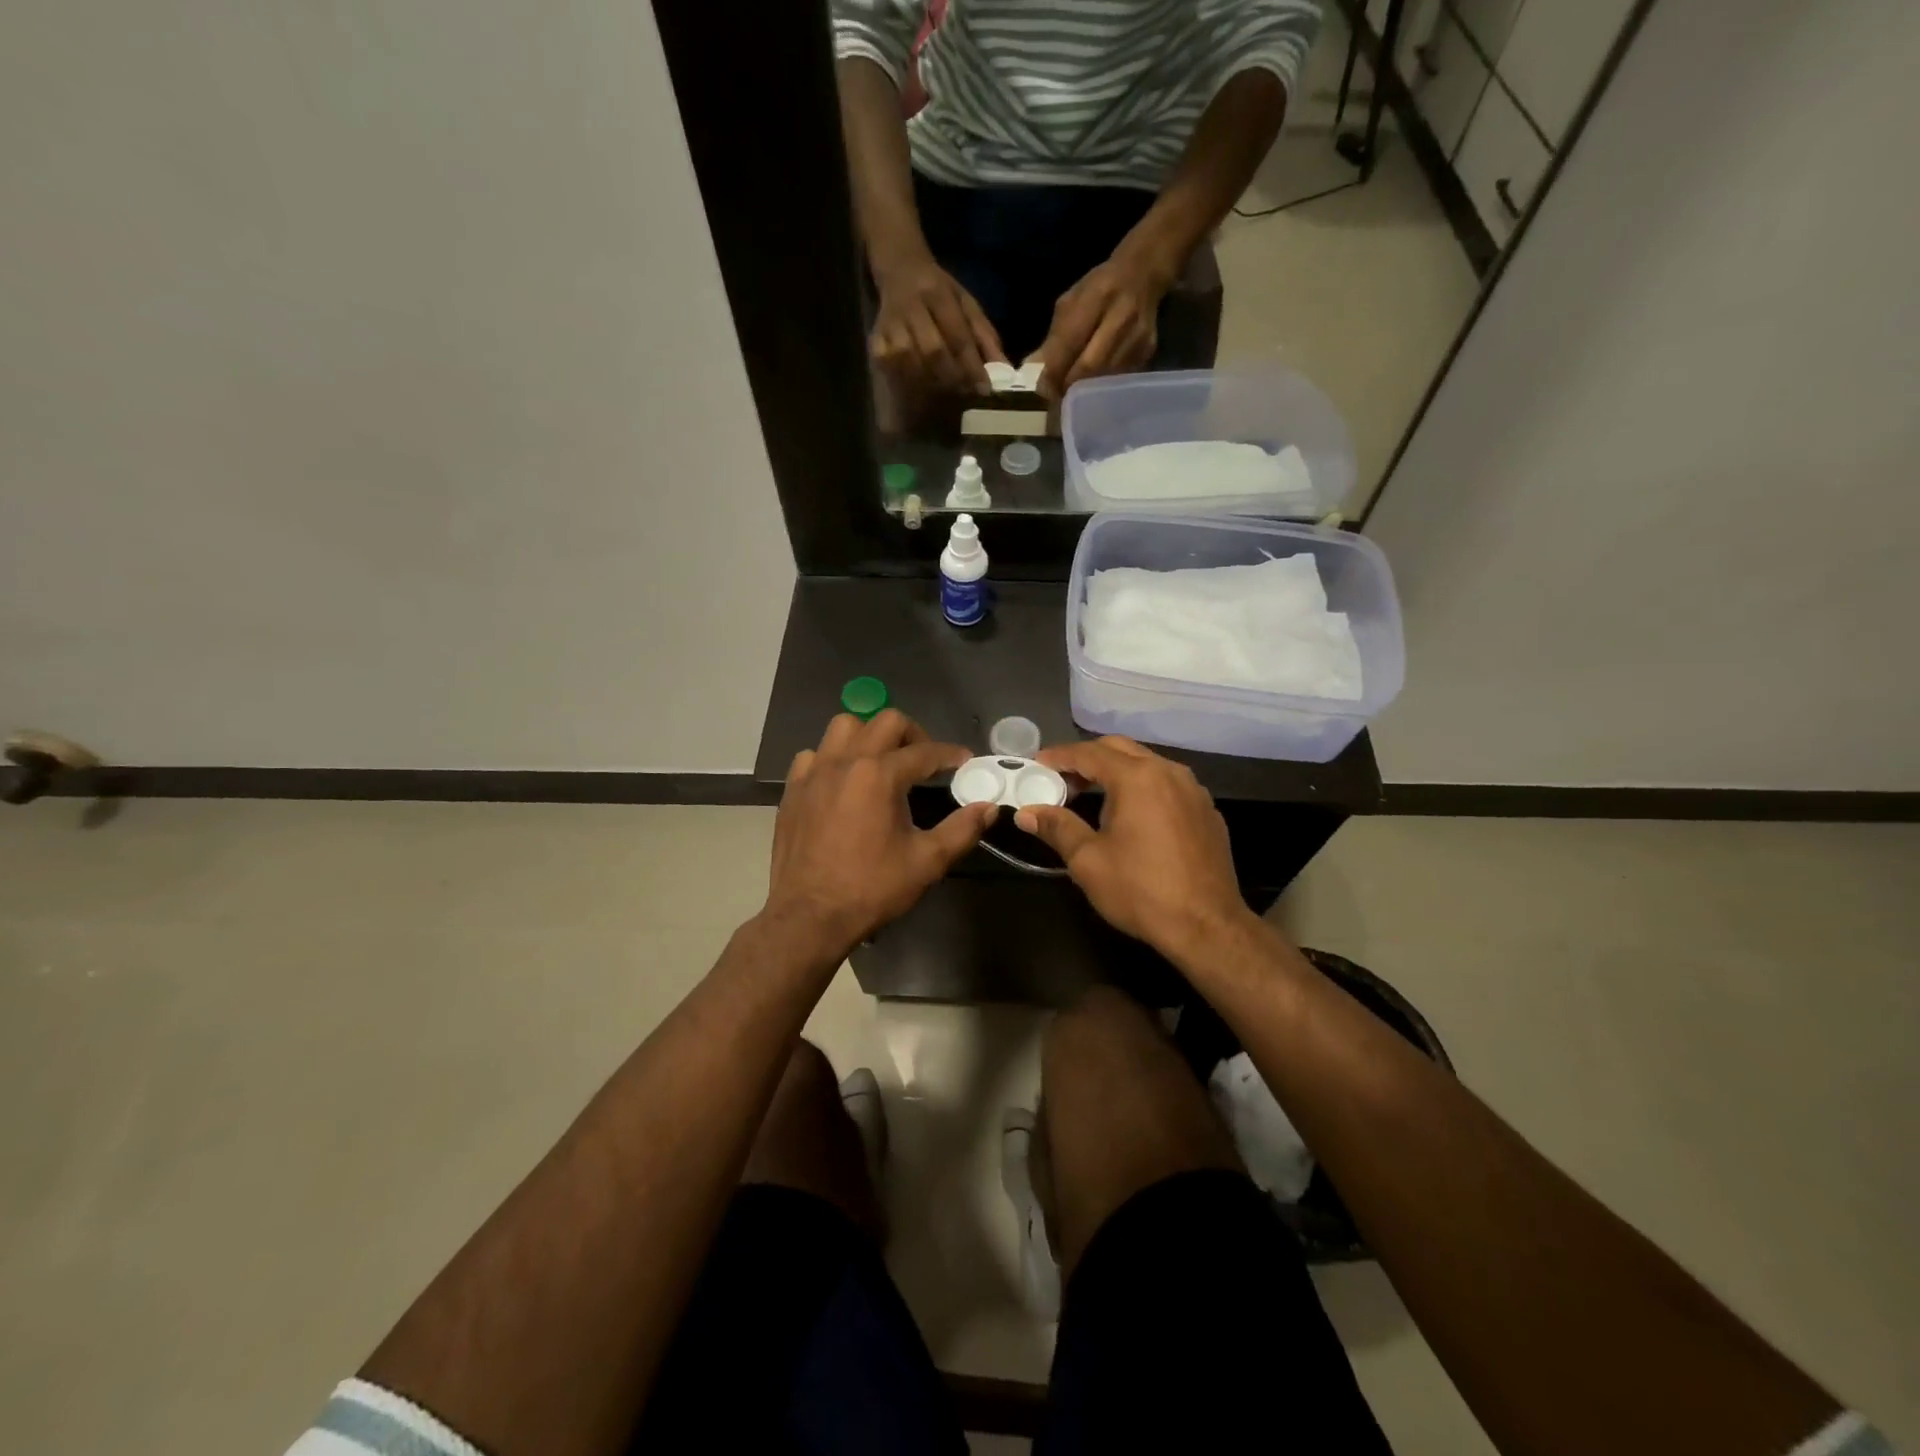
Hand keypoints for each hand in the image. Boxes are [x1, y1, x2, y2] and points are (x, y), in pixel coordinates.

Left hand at [763, 710, 997, 961]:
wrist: (809, 915)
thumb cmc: (871, 888)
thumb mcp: (927, 862)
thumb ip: (962, 830)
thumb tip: (989, 807)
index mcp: (880, 774)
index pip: (925, 751)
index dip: (950, 754)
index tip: (964, 761)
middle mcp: (846, 761)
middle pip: (887, 722)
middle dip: (914, 735)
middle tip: (925, 762)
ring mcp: (815, 772)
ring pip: (845, 727)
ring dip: (870, 736)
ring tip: (882, 762)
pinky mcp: (794, 788)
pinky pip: (815, 754)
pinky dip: (833, 758)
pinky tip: (843, 781)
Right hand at [871, 255, 1005, 397]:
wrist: (900, 267)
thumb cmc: (939, 290)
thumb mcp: (967, 303)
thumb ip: (985, 336)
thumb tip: (1004, 370)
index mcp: (938, 294)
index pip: (958, 336)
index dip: (972, 366)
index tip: (984, 390)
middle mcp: (912, 307)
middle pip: (932, 351)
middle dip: (952, 378)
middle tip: (965, 397)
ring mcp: (890, 323)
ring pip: (908, 361)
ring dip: (928, 384)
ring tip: (945, 400)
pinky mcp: (875, 337)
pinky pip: (888, 365)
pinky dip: (903, 381)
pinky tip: (917, 393)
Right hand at [1013, 737, 1255, 958]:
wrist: (1207, 927)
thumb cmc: (1141, 891)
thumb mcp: (1088, 860)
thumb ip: (1057, 827)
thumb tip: (1026, 813)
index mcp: (1138, 778)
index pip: (1089, 753)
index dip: (1059, 756)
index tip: (1037, 764)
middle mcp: (1169, 772)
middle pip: (1120, 749)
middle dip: (1087, 759)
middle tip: (1062, 780)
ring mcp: (1194, 790)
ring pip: (1147, 764)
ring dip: (1117, 772)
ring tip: (1093, 796)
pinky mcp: (1207, 811)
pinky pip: (1168, 785)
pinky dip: (1143, 788)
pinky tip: (1132, 815)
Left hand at [1030, 250, 1174, 399]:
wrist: (1143, 276)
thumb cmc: (1099, 289)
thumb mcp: (1070, 302)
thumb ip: (1054, 337)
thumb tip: (1032, 369)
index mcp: (1099, 296)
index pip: (1071, 341)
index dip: (1054, 369)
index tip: (1041, 387)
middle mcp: (1122, 317)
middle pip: (1090, 366)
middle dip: (1067, 385)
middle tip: (1054, 396)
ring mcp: (1138, 338)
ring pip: (1104, 378)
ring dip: (1083, 391)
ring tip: (1069, 394)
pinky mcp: (1147, 354)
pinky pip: (1117, 380)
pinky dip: (1101, 388)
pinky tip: (1091, 388)